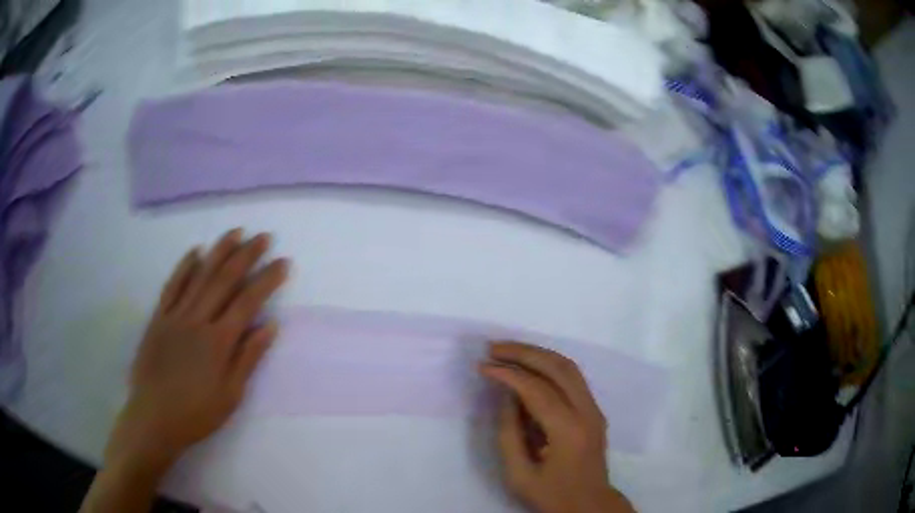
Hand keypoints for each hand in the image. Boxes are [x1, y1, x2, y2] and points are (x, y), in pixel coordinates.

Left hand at [106, 229, 287, 469]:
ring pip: (199, 276)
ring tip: (235, 232)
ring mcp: (175, 316)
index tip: (283, 262)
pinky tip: (195, 252)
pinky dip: (184, 267)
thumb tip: (270, 326)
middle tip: (263, 237)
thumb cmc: (197, 413)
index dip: (267, 280)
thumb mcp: (231, 395)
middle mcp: (198, 320)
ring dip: (219, 252)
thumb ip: (248, 358)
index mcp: (219, 341)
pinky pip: (172, 286)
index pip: (248, 302)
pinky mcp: (158, 318)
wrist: (155, 417)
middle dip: (246, 256)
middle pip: (224, 280)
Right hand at [480, 342, 633, 512]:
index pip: (537, 390)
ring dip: (538, 353)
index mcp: (568, 431)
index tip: (483, 366)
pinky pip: (572, 377)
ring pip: (568, 367)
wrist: (589, 505)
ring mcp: (594, 409)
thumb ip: (509, 433)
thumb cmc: (551, 494)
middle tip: (493, 347)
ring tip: (508, 350)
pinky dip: (549, 365)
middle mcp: (587, 412)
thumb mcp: (519, 473)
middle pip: (558, 367)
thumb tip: (505, 396)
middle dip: (523, 352)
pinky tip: (529, 366)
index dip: (508, 374)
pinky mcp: (594, 410)